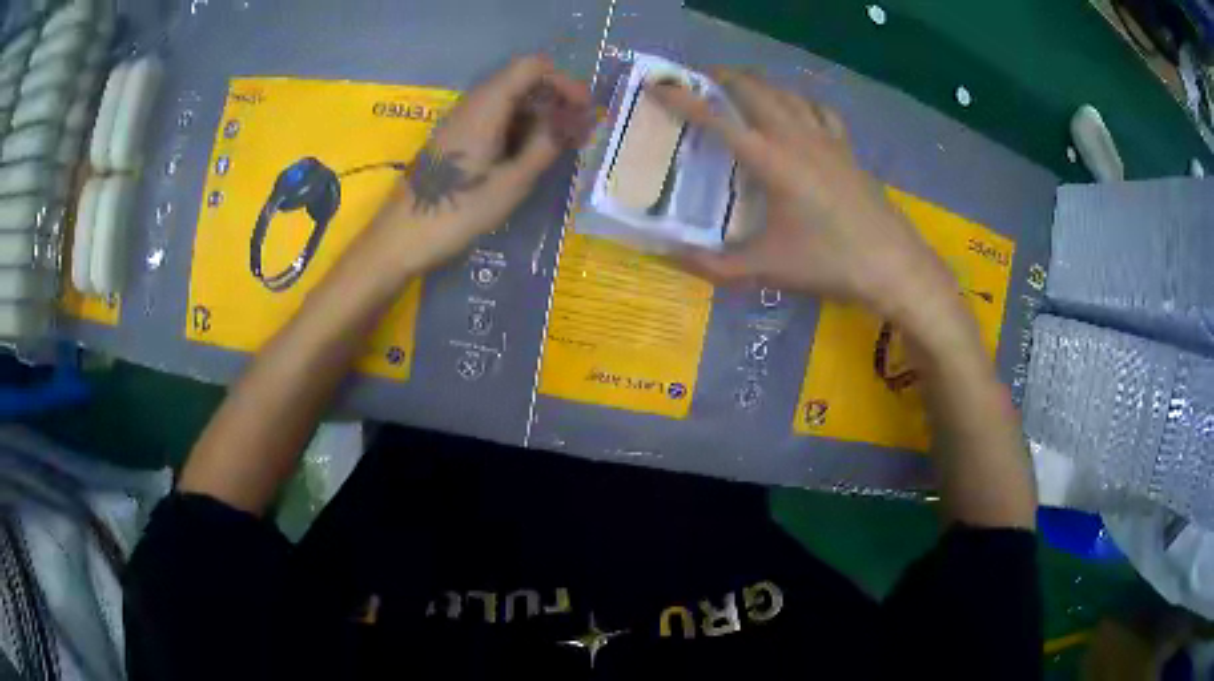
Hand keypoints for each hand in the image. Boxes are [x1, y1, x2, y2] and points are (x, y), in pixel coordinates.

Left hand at [380, 54, 592, 259]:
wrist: (400, 239)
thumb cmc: (457, 212)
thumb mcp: (512, 183)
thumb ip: (545, 146)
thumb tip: (572, 122)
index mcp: (486, 107)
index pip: (531, 67)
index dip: (563, 81)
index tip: (583, 110)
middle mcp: (472, 105)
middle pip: (520, 81)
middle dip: (554, 99)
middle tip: (577, 131)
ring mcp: (461, 122)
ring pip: (508, 102)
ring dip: (538, 116)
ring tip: (560, 146)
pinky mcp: (455, 140)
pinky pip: (493, 120)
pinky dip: (518, 129)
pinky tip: (530, 155)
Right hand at [649, 71, 966, 342]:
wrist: (891, 264)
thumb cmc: (828, 262)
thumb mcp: (766, 268)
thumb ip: (714, 264)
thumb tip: (672, 258)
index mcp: (770, 160)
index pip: (716, 119)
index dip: (682, 99)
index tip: (657, 85)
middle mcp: (796, 137)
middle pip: (754, 89)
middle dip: (723, 77)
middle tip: (700, 78)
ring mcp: (826, 139)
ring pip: (786, 93)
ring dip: (759, 84)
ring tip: (742, 87)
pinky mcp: (847, 148)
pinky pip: (819, 111)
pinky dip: (800, 102)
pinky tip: (797, 110)